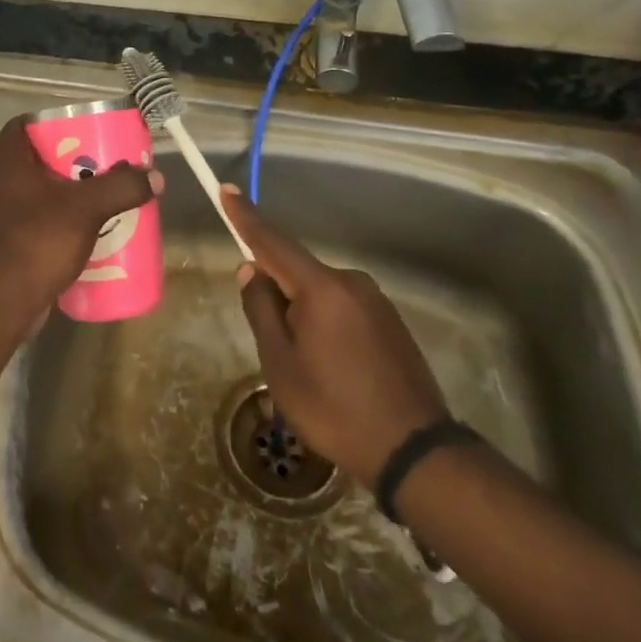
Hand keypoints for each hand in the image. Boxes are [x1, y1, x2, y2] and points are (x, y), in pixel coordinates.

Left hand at [0, 116, 161, 329]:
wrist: (3, 304)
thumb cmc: (39, 242)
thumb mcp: (87, 209)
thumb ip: (121, 188)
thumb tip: (155, 176)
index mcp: (7, 167)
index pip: (17, 128)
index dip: (45, 122)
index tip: (75, 128)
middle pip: (31, 162)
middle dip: (65, 162)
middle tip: (96, 165)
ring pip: (33, 196)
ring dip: (61, 196)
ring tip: (95, 200)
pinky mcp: (2, 249)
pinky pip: (32, 225)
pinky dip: (54, 225)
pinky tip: (80, 236)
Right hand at [222, 186, 449, 485]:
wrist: (413, 451)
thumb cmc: (334, 408)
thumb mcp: (281, 363)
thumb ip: (261, 309)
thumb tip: (251, 270)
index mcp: (321, 288)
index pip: (273, 243)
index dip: (245, 217)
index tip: (226, 190)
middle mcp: (351, 283)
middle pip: (297, 272)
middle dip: (276, 293)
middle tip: (272, 345)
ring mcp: (376, 302)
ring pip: (320, 294)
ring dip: (302, 315)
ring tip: (305, 369)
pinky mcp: (390, 323)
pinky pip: (343, 309)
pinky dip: (326, 326)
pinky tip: (331, 369)